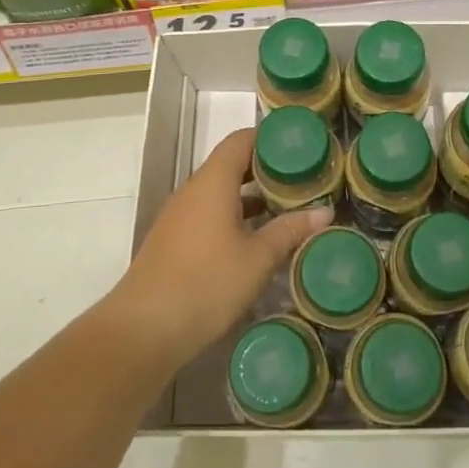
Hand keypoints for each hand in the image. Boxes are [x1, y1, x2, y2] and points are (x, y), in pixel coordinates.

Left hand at [110, 128, 331, 368]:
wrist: (143, 329)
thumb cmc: (206, 284)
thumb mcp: (258, 259)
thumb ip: (290, 230)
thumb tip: (325, 212)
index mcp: (213, 182)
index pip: (241, 140)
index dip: (270, 138)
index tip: (299, 146)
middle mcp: (194, 190)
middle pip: (231, 163)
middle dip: (266, 168)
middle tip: (302, 177)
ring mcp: (180, 216)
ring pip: (220, 191)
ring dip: (251, 194)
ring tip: (286, 206)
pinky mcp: (175, 240)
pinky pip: (209, 213)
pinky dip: (234, 214)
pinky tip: (256, 238)